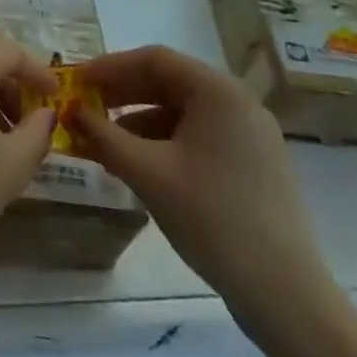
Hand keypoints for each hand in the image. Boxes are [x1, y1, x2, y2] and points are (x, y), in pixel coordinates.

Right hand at [70, 46, 337, 333]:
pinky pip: (199, 135)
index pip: (154, 59)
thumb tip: (70, 111)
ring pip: (182, 111)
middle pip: (169, 82)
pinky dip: (165, 142)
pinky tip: (140, 164)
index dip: (110, 67)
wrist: (286, 297)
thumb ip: (104, 136)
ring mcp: (250, 133)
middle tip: (84, 107)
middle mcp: (237, 101)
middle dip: (122, 94)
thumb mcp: (148, 174)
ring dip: (140, 121)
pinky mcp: (253, 163)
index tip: (76, 82)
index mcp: (218, 90)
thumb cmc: (213, 220)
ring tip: (104, 142)